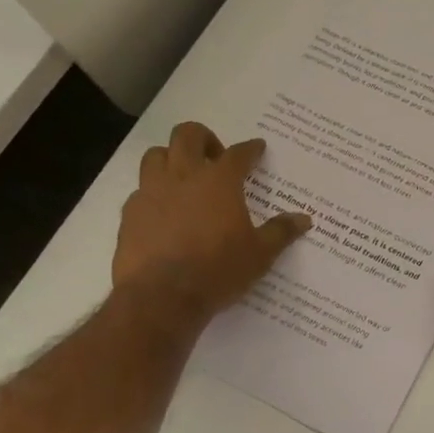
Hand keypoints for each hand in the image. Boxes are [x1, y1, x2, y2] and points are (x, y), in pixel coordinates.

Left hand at [113, 122, 310, 314]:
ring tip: (185, 178)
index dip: (250, 149)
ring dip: (172, 158)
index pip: (238, 153)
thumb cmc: (218, 270)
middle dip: (204, 138)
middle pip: (188, 135)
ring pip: (156, 155)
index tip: (257, 148)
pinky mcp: (129, 214)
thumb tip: (304, 219)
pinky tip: (164, 212)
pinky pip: (140, 190)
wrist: (161, 297)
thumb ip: (281, 232)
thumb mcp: (260, 254)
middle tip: (215, 157)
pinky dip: (154, 193)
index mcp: (220, 181)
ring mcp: (152, 193)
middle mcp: (184, 177)